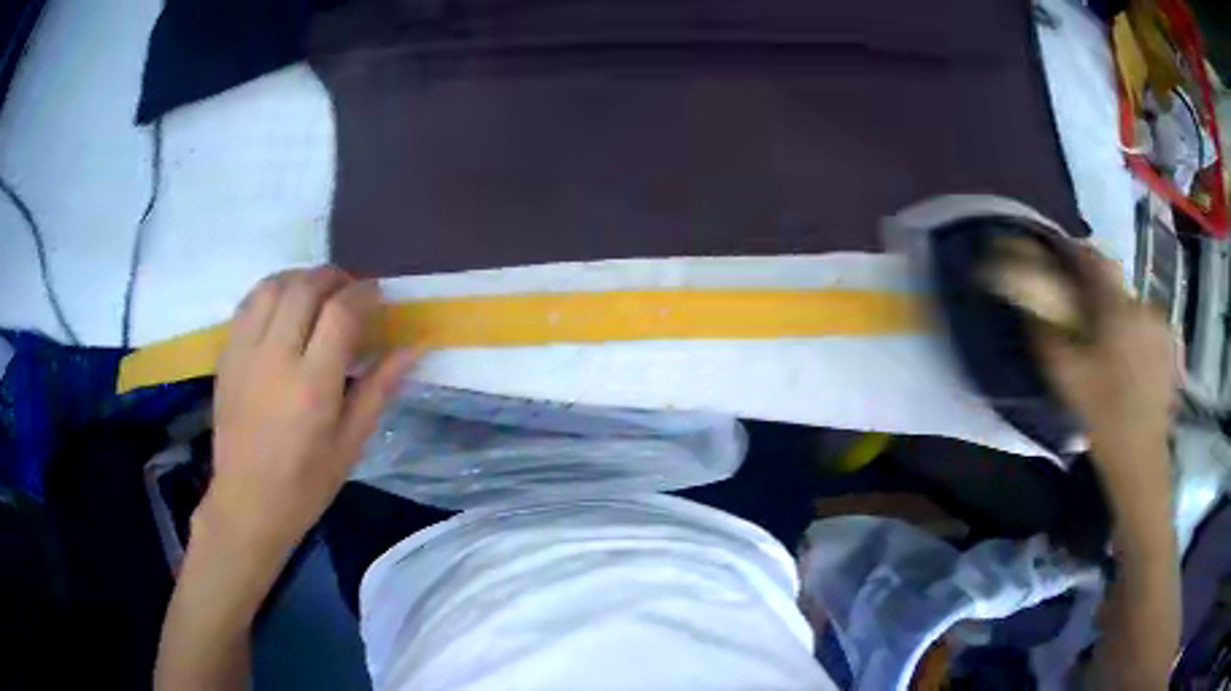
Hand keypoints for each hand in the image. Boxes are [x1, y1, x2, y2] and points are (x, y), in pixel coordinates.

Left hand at [198, 266, 417, 566]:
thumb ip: (379, 388)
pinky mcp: (227, 356)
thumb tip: (415, 347)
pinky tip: (284, 308)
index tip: (378, 295)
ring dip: (301, 278)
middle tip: (351, 291)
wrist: (247, 503)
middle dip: (334, 278)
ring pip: (273, 286)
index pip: (341, 312)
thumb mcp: (351, 444)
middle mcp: (275, 359)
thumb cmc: (306, 484)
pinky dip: (272, 292)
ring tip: (317, 294)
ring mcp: (245, 354)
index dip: (364, 293)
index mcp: (313, 386)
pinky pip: (249, 303)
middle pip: (305, 288)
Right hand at [1019, 243, 1176, 487]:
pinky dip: (1133, 330)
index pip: (1092, 258)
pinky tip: (1127, 359)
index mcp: (1117, 307)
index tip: (1056, 258)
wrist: (1141, 459)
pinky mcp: (1168, 344)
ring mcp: (1159, 324)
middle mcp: (1141, 304)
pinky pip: (1144, 323)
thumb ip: (1047, 334)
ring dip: (1115, 313)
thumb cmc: (1104, 417)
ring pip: (1130, 304)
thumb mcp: (1067, 379)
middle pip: (1112, 282)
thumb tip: (1030, 304)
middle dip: (1095, 292)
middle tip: (1082, 316)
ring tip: (1107, 344)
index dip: (1071, 253)